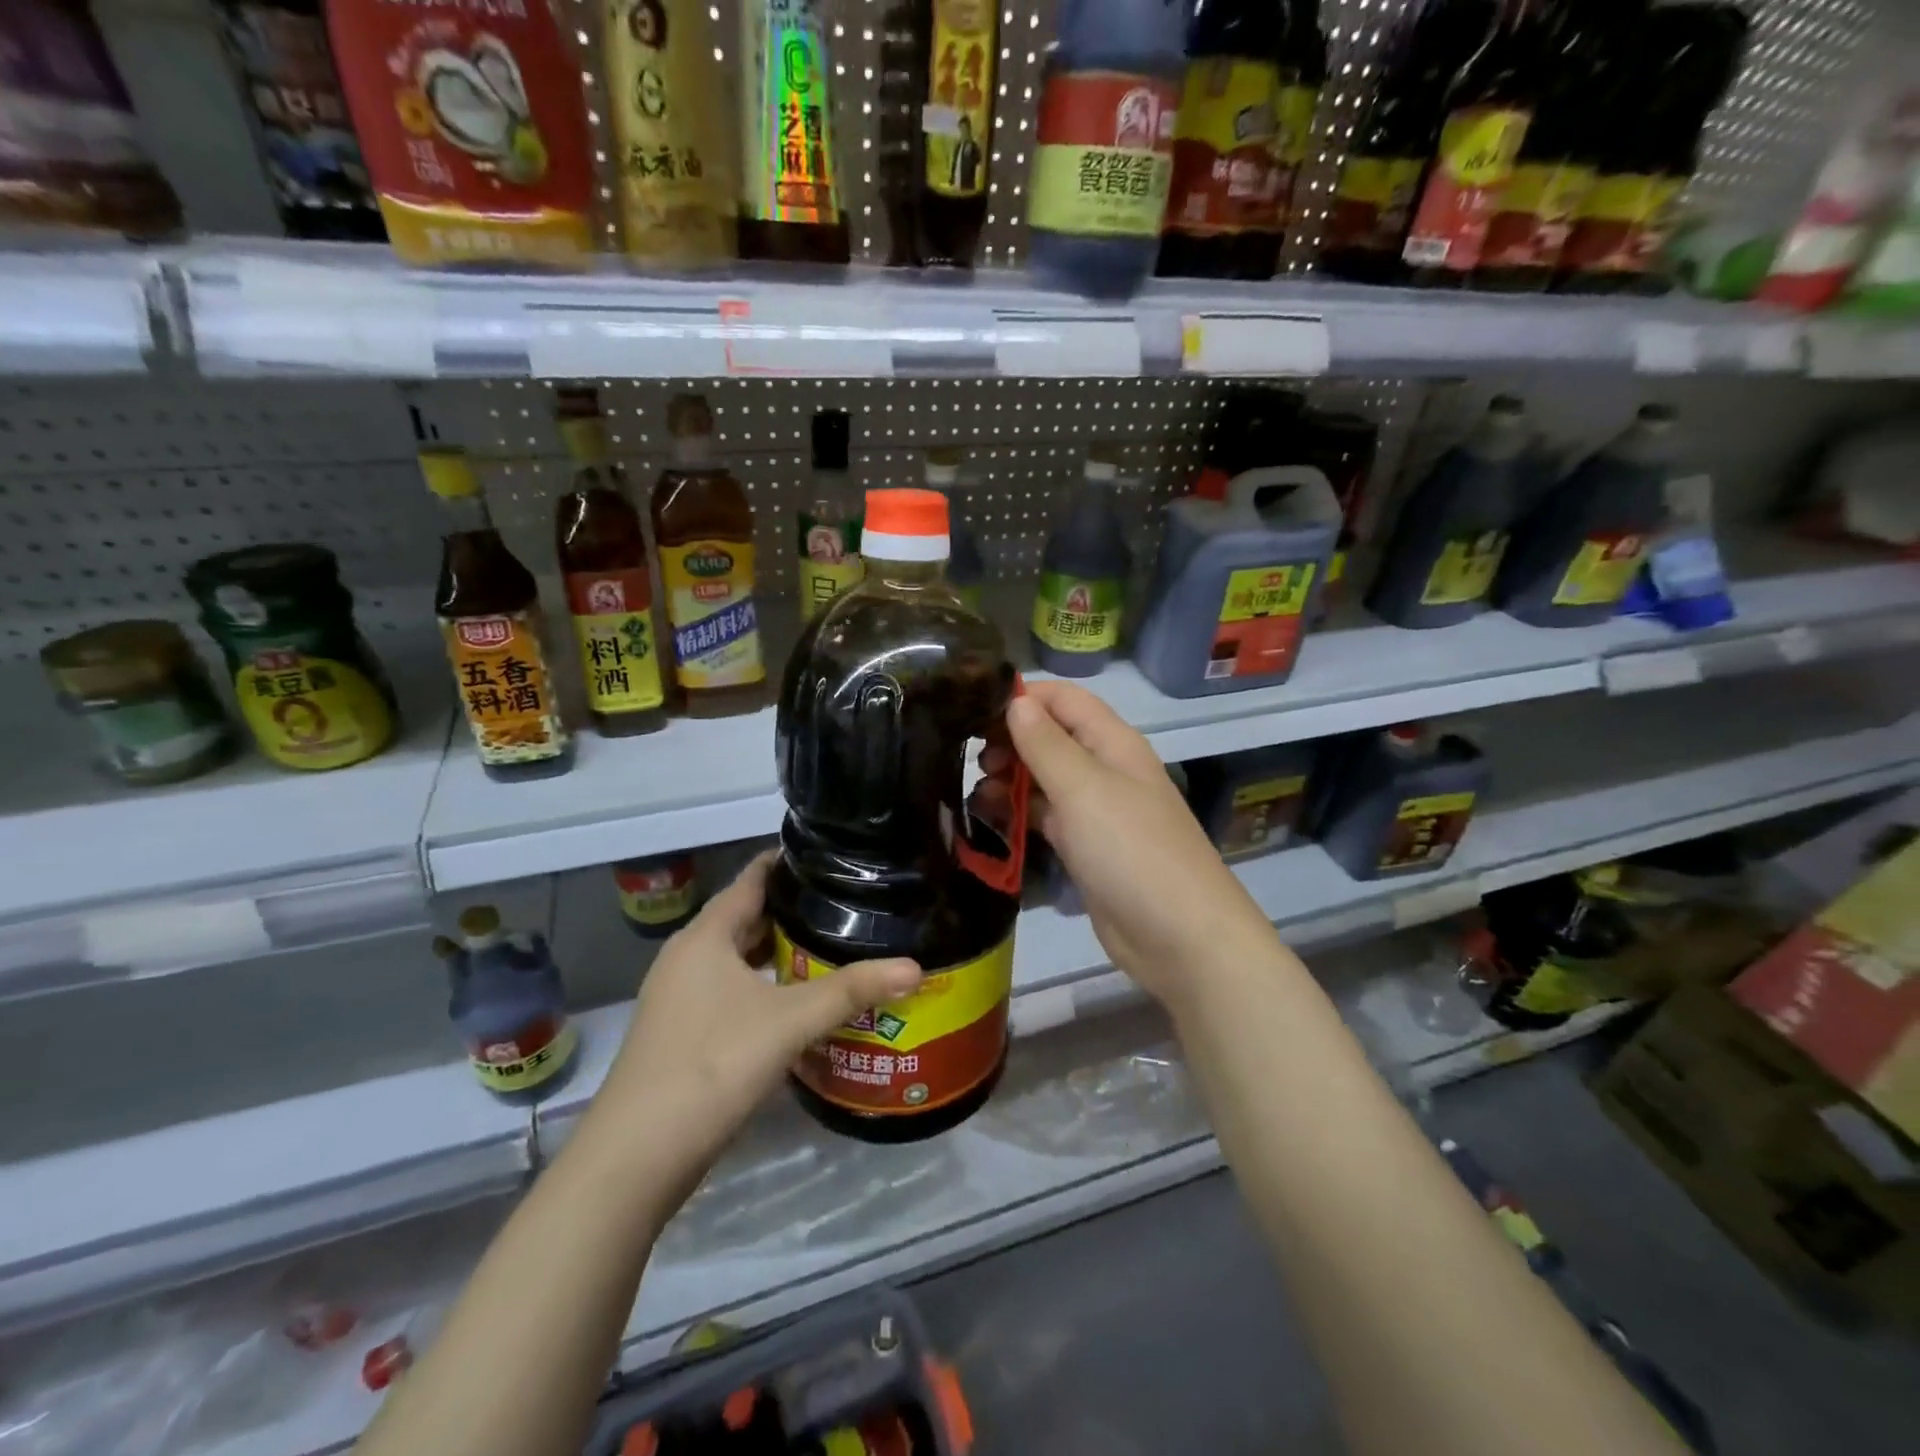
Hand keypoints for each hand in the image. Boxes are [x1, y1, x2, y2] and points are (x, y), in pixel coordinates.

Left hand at [586, 851, 920, 1188]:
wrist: (636, 1157)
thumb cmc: (712, 1065)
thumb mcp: (789, 1021)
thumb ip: (852, 990)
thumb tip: (915, 967)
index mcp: (705, 937)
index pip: (751, 879)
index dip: (789, 862)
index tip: (834, 856)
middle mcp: (688, 957)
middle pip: (745, 919)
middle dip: (793, 910)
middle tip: (848, 903)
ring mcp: (680, 997)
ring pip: (738, 959)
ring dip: (779, 953)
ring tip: (833, 946)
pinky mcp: (682, 1032)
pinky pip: (731, 991)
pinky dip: (765, 986)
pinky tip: (798, 1002)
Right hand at [1002, 681, 1277, 1008]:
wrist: (1178, 936)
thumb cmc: (1130, 850)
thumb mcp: (1084, 789)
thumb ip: (1046, 745)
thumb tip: (1016, 701)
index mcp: (1113, 742)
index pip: (1064, 699)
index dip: (1022, 697)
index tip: (973, 709)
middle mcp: (1105, 768)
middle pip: (1052, 737)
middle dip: (1011, 739)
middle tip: (971, 758)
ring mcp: (1096, 810)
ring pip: (1045, 778)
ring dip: (1010, 777)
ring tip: (974, 790)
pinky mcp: (1086, 847)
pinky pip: (1046, 816)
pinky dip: (1019, 811)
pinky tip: (989, 817)